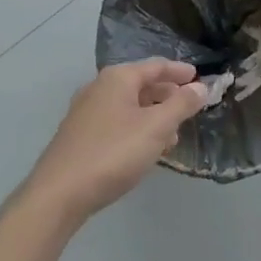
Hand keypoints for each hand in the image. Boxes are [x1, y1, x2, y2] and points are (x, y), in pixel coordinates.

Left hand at [23, 60, 207, 223]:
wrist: (59, 194)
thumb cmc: (113, 153)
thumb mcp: (156, 128)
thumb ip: (181, 105)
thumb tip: (201, 87)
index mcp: (117, 78)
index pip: (155, 66)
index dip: (179, 72)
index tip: (198, 77)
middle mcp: (99, 88)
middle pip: (140, 84)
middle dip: (166, 95)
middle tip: (188, 107)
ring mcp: (85, 112)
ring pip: (128, 105)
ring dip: (152, 115)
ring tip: (172, 135)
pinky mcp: (78, 136)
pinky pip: (116, 122)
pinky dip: (135, 128)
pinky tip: (144, 149)